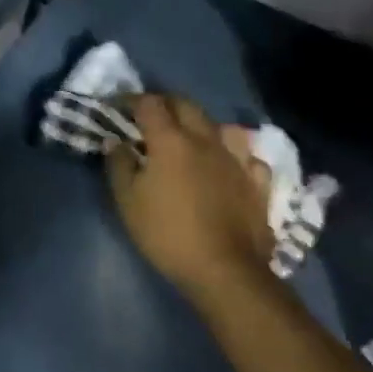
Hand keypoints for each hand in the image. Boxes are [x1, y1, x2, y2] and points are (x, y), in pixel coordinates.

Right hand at [107, 95, 274, 303]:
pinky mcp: (257, 183)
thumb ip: (119, 165)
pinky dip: (235, 155)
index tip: (118, 107)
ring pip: (221, 126)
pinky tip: (229, 165)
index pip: (149, 103)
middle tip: (150, 117)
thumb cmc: (167, 234)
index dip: (131, 100)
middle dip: (165, 103)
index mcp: (170, 140)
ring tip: (192, 138)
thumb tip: (115, 141)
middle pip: (185, 104)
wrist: (225, 271)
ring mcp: (236, 160)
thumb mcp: (128, 201)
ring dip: (202, 125)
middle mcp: (205, 140)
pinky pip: (248, 156)